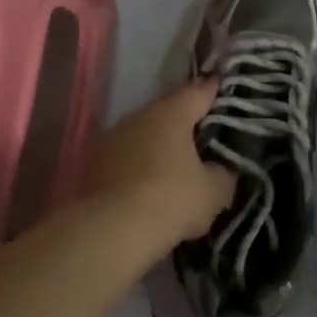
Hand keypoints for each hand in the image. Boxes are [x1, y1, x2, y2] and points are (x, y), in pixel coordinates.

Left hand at [82, 81, 234, 251]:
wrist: (111, 230)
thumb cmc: (170, 200)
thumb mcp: (214, 192)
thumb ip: (222, 174)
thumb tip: (218, 170)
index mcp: (171, 113)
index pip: (199, 92)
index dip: (213, 90)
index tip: (222, 86)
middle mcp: (138, 116)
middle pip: (169, 112)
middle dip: (185, 124)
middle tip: (204, 140)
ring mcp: (112, 137)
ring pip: (144, 135)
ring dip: (158, 146)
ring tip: (175, 168)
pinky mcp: (94, 163)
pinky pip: (126, 157)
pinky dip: (138, 166)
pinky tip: (148, 187)